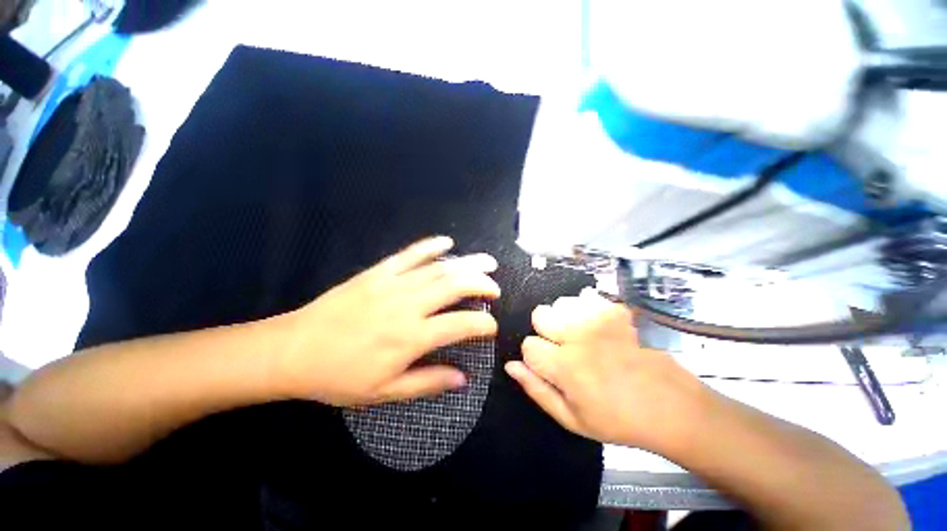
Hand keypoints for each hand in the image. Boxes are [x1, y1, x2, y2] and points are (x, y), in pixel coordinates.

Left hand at [276, 236, 500, 405]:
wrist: (292, 350)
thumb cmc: (339, 376)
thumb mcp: (385, 392)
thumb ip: (428, 382)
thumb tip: (463, 378)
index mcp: (412, 337)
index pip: (461, 325)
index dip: (483, 325)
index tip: (492, 327)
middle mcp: (408, 306)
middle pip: (455, 286)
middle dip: (482, 284)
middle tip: (495, 287)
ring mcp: (392, 284)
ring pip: (438, 268)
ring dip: (466, 264)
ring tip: (486, 263)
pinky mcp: (377, 273)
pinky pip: (409, 255)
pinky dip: (430, 246)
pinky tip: (447, 242)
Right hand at [505, 289, 712, 454]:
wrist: (672, 406)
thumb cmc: (619, 420)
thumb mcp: (573, 419)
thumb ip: (537, 389)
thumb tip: (510, 366)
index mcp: (565, 365)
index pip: (528, 345)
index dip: (535, 357)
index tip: (551, 367)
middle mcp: (578, 335)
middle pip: (540, 315)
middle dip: (545, 332)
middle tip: (564, 349)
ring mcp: (600, 319)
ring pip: (561, 303)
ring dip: (564, 319)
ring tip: (581, 336)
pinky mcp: (617, 311)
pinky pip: (586, 298)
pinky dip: (585, 308)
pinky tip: (597, 326)